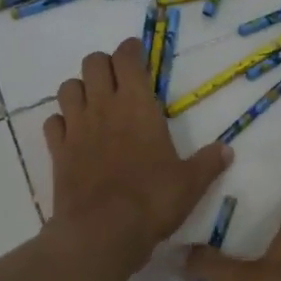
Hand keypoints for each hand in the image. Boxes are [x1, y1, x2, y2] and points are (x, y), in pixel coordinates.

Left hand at [44, 38, 231, 272]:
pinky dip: (61, 122)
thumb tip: (227, 150)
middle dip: (104, 64)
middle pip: (92, 63)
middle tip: (118, 79)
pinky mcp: (57, 152)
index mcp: (137, 105)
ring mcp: (76, 129)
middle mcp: (103, 107)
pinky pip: (52, 123)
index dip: (131, 49)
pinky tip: (73, 133)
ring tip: (94, 102)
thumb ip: (207, 163)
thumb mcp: (190, 183)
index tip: (137, 52)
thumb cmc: (152, 200)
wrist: (102, 231)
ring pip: (68, 88)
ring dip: (80, 88)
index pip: (126, 58)